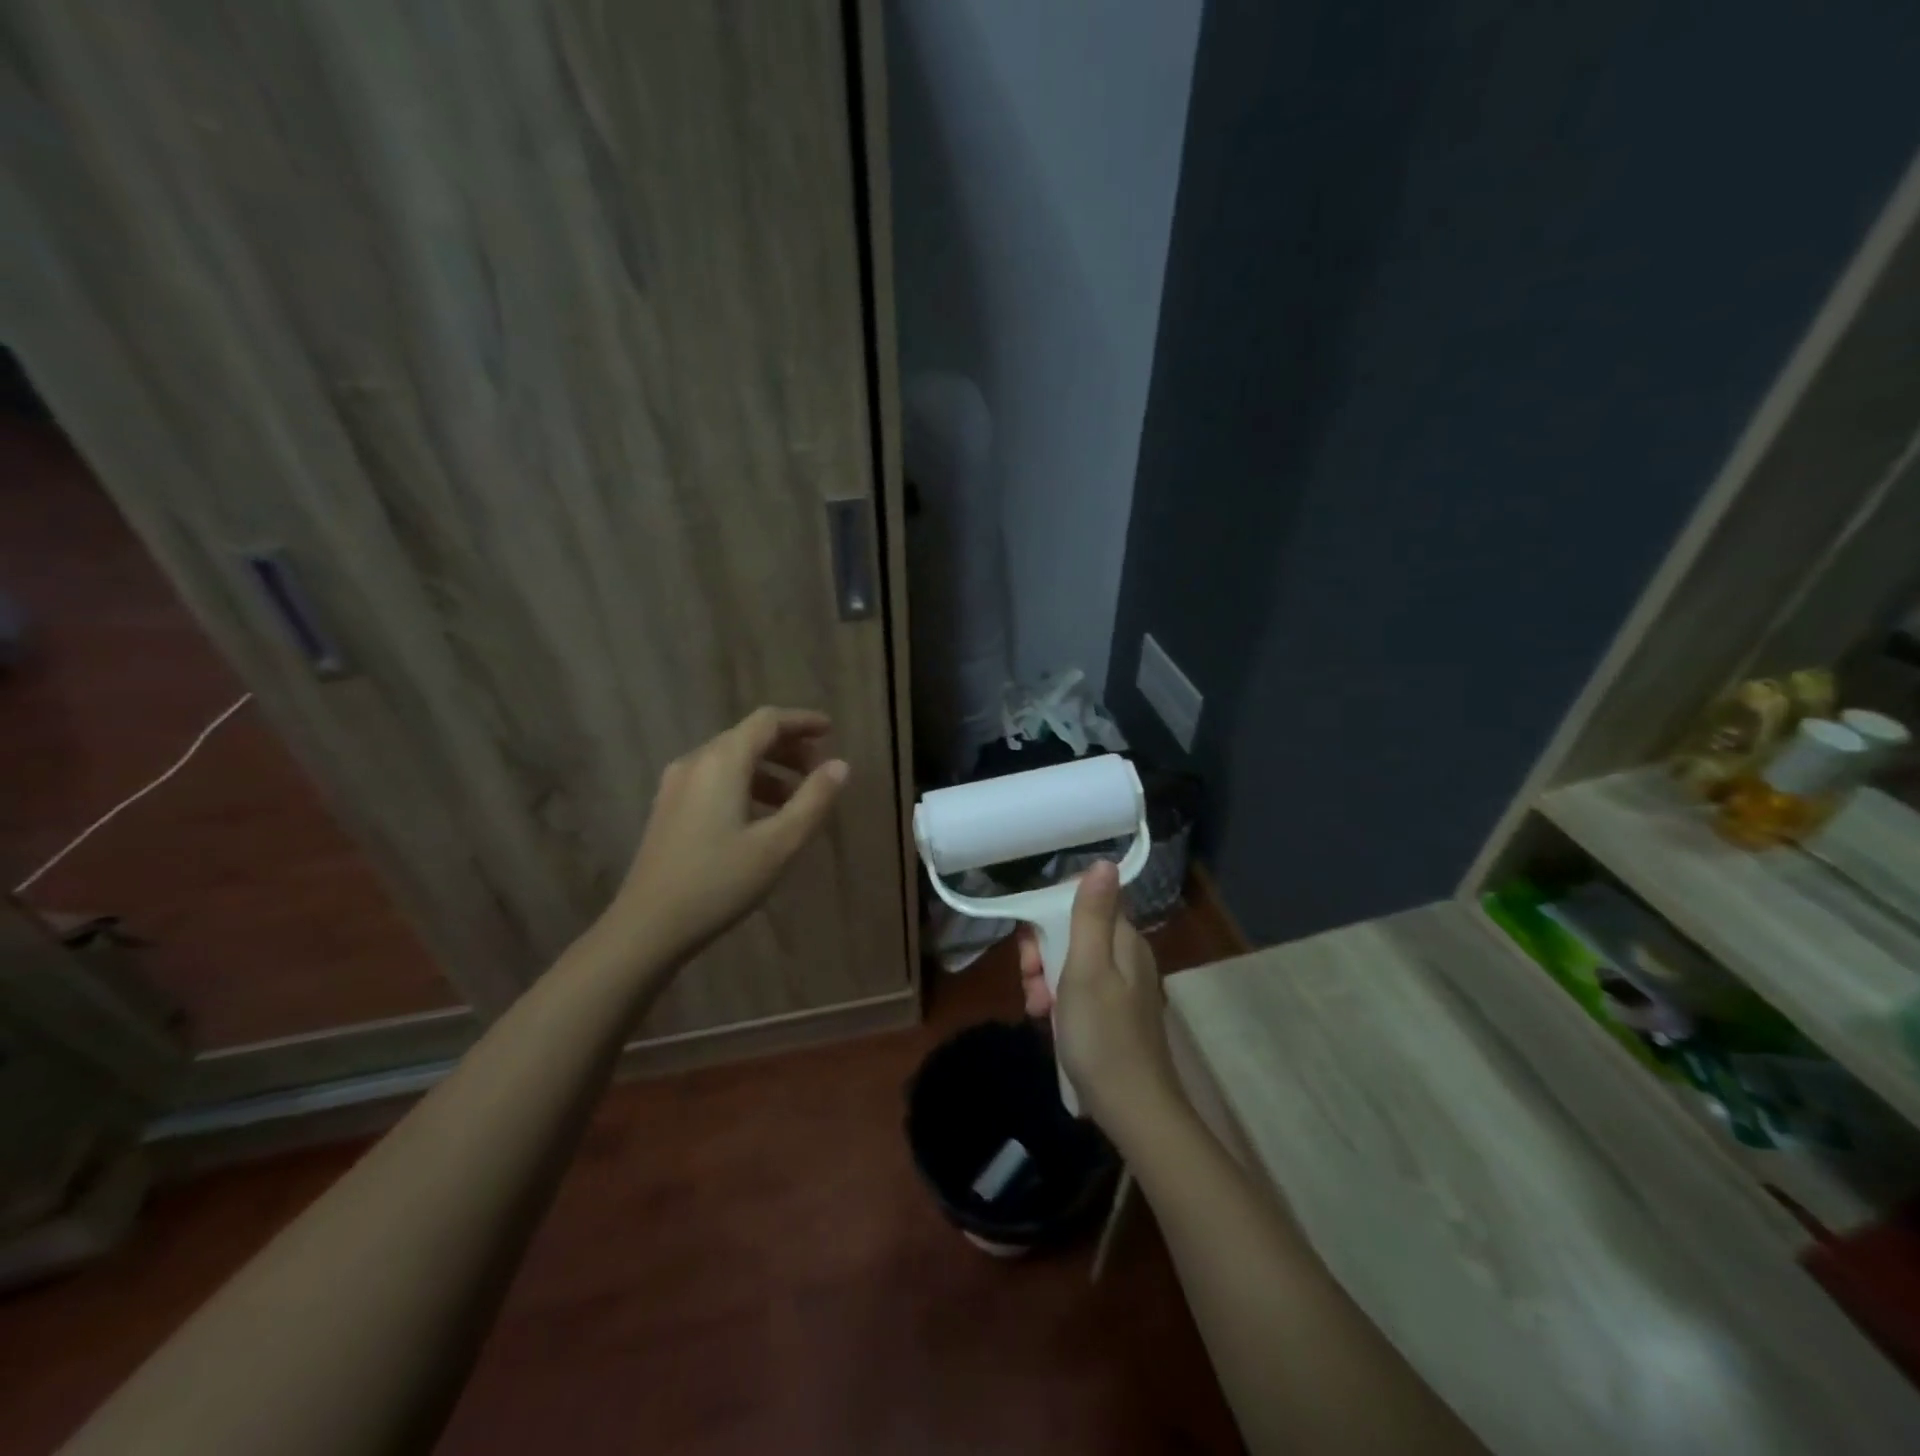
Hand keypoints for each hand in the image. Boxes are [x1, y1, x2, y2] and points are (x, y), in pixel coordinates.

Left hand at [610, 707, 848, 963]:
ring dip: (769, 770)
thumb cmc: (719, 882)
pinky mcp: (669, 808)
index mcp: (722, 762)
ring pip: (731, 760)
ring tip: (797, 801)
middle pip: (748, 737)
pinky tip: (760, 818)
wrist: (647, 927)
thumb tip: (840, 766)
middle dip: (788, 748)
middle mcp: (696, 762)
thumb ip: (813, 800)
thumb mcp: (779, 844)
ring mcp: (676, 785)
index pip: (768, 721)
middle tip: (819, 772)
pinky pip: (715, 780)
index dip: (802, 721)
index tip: (830, 731)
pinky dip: (746, 785)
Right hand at [1017, 861, 1180, 1128]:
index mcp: (1125, 940)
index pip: (1087, 902)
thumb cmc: (1102, 1035)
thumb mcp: (1087, 969)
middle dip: (1044, 952)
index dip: (1052, 915)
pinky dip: (1060, 1001)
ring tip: (1036, 1008)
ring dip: (1047, 980)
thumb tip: (1104, 862)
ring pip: (1074, 965)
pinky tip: (1048, 1022)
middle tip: (1030, 980)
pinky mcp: (1116, 1016)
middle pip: (1077, 934)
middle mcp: (1128, 957)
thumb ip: (1092, 915)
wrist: (1133, 1109)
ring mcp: (1124, 989)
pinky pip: (1081, 992)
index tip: (1031, 942)